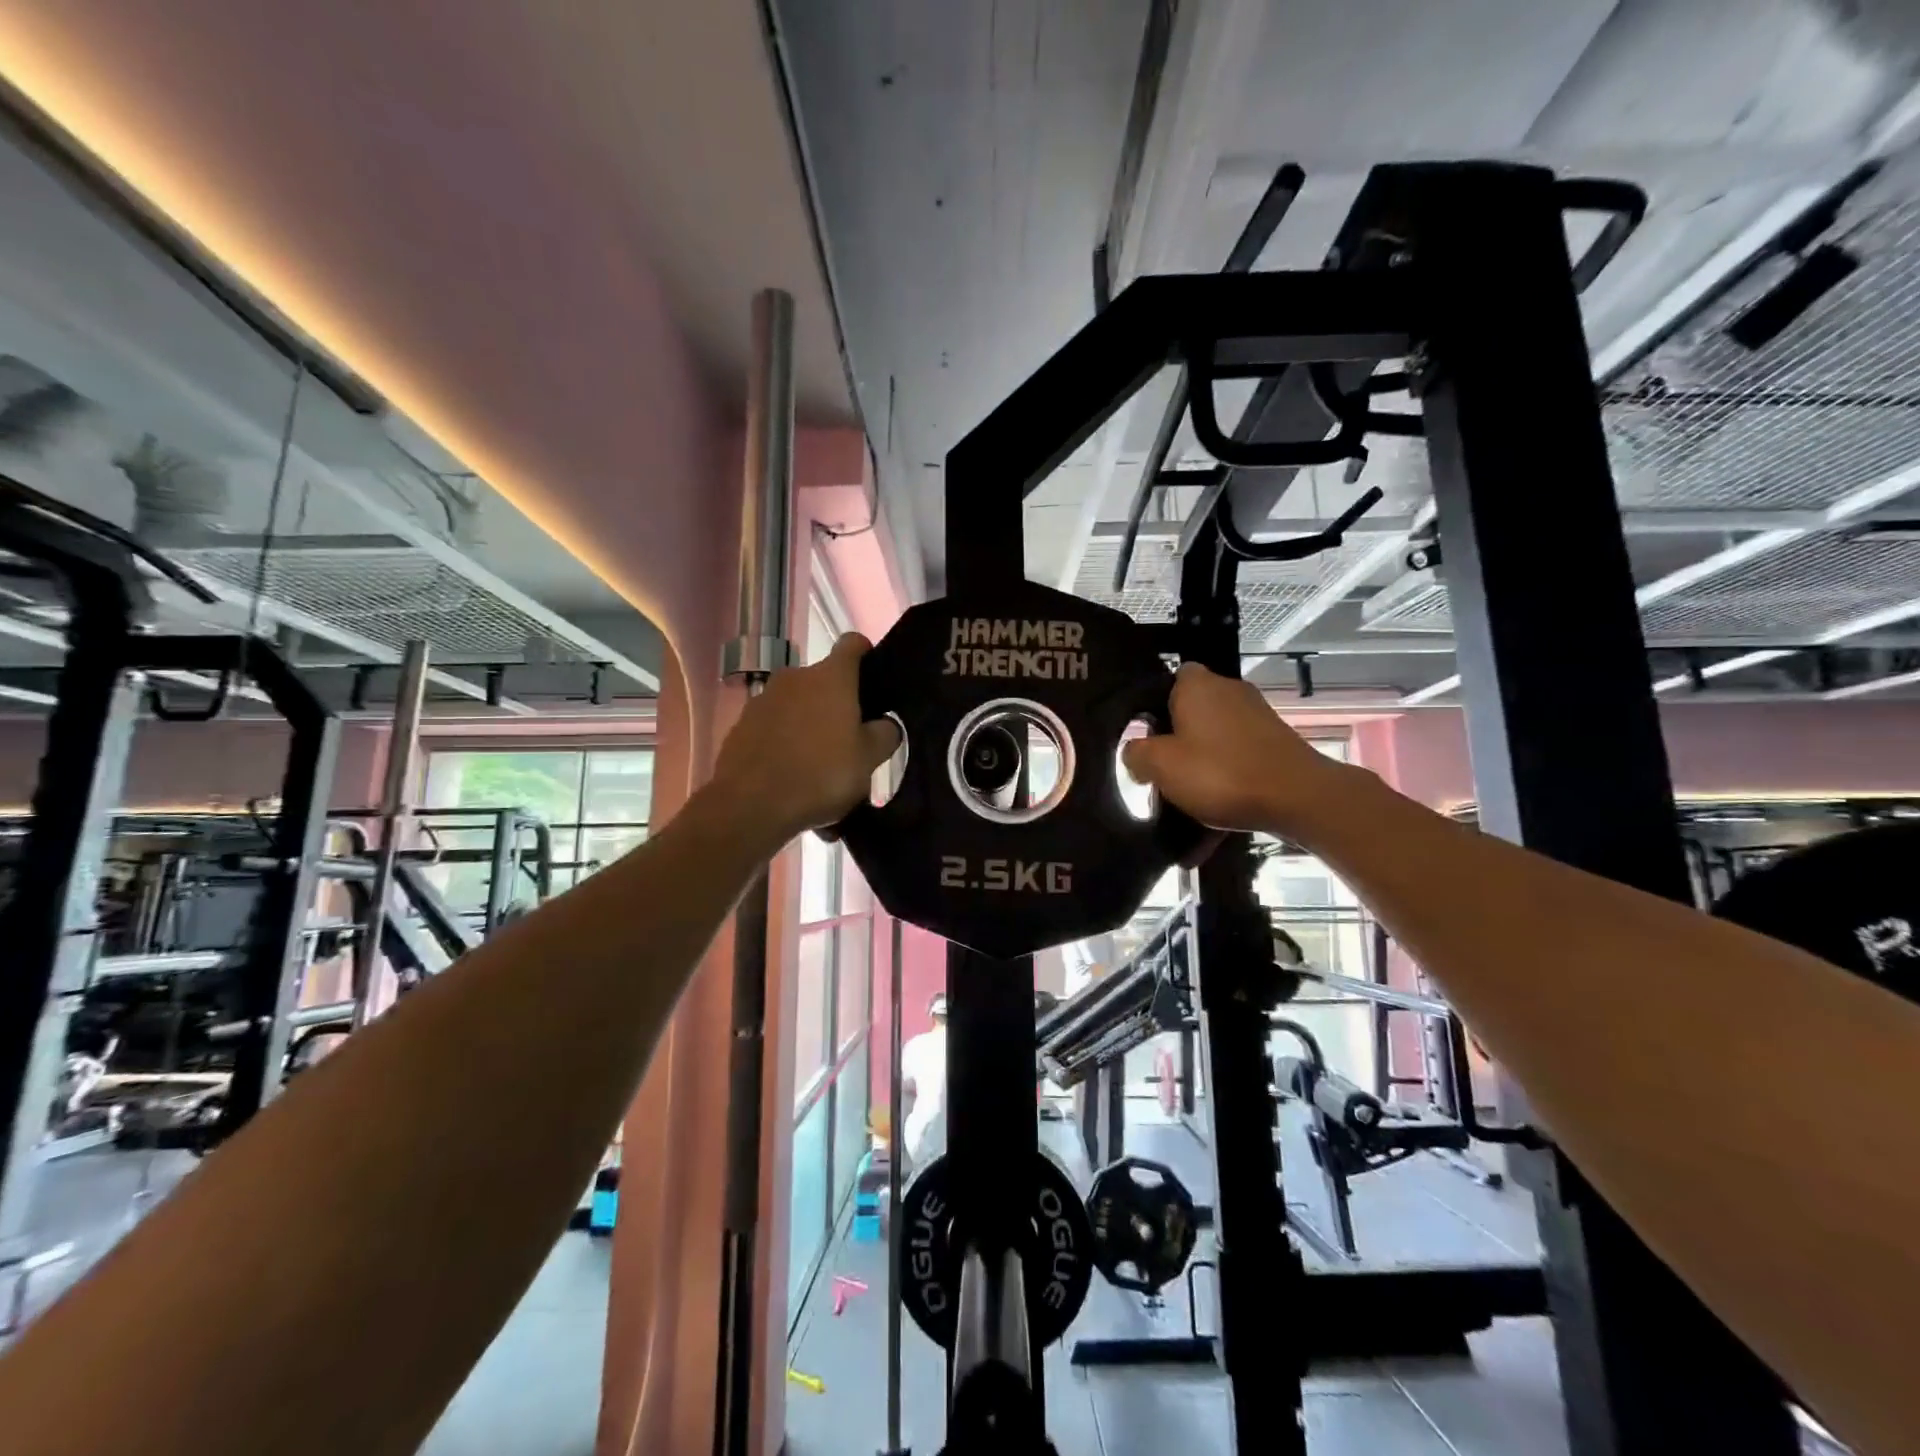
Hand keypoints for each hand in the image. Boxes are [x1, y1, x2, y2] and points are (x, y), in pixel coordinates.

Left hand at [710, 633, 900, 845]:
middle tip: (851, 742)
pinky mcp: (741, 726)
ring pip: (798, 707)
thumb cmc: (821, 774)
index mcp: (831, 678)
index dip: (866, 655)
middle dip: (838, 705)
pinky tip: (792, 778)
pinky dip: (786, 745)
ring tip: (820, 768)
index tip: (874, 678)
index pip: (852, 644)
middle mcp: (795, 678)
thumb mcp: (869, 760)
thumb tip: (885, 724)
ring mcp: (763, 700)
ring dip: (811, 727)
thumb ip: (884, 734)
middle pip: (824, 682)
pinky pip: (774, 729)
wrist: (750, 805)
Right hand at [1121, 664, 1353, 834]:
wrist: (1299, 798)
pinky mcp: (1275, 742)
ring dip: (1201, 764)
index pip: (1167, 680)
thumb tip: (1135, 752)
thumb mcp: (1161, 766)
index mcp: (1197, 686)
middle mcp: (1228, 690)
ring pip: (1214, 738)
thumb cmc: (1221, 773)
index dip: (1153, 708)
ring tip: (1189, 800)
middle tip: (1162, 772)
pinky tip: (1216, 813)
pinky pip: (1238, 758)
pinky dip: (1226, 779)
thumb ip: (1136, 754)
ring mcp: (1256, 716)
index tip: (1146, 739)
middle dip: (1177, 741)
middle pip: (1191, 712)